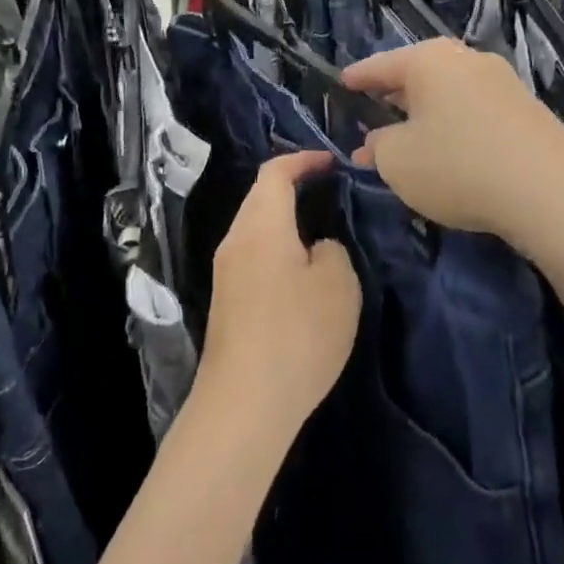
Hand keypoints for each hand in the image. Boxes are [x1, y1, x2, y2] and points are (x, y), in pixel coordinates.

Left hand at [201, 151, 362, 441]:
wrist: (244, 404)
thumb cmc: (297, 335)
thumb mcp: (338, 286)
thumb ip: (331, 251)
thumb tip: (315, 248)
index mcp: (261, 226)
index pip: (275, 173)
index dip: (303, 160)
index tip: (332, 162)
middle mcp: (235, 240)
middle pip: (260, 197)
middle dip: (292, 186)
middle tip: (329, 191)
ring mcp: (225, 271)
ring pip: (255, 227)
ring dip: (284, 220)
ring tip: (319, 230)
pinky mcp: (226, 300)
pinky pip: (252, 255)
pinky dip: (276, 247)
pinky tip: (299, 272)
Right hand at [343, 38, 563, 244]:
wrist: (551, 192)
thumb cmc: (458, 166)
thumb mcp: (398, 161)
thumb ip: (378, 146)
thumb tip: (378, 140)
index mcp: (429, 60)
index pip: (380, 65)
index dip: (357, 77)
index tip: (341, 84)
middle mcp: (467, 60)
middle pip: (418, 74)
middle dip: (393, 96)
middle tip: (372, 112)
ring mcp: (502, 82)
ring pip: (449, 93)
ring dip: (425, 114)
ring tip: (407, 137)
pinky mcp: (527, 110)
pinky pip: (474, 110)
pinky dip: (453, 125)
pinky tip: (449, 151)